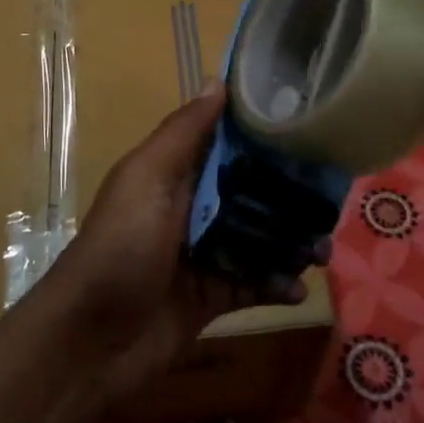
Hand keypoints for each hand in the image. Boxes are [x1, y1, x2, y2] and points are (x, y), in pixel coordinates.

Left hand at [31, 84, 308, 407]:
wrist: (90, 342)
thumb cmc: (120, 248)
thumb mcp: (146, 179)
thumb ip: (183, 133)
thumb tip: (218, 80)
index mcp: (173, 175)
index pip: (225, 144)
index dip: (263, 136)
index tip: (309, 128)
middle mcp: (189, 209)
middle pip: (249, 193)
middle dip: (288, 195)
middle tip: (333, 198)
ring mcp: (201, 255)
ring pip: (257, 239)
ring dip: (291, 243)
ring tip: (324, 250)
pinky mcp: (210, 298)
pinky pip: (252, 285)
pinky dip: (276, 285)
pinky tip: (299, 289)